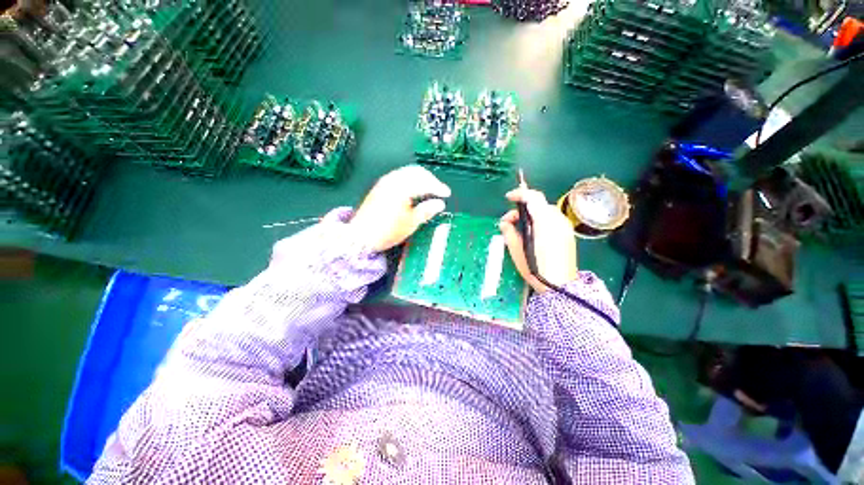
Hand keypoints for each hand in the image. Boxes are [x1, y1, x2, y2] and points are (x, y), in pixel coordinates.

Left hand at [351, 165, 450, 251]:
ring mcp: (385, 182)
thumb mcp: (411, 223)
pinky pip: (399, 176)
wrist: (360, 236)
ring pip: (407, 172)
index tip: (447, 194)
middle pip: (417, 172)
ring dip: (420, 178)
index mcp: (402, 188)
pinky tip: (413, 190)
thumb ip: (427, 210)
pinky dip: (410, 180)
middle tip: (439, 191)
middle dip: (430, 179)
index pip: (425, 182)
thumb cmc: (387, 231)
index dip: (438, 187)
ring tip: (428, 190)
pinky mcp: (380, 186)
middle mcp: (393, 180)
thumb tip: (440, 204)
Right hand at [499, 188, 577, 292]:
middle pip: (538, 204)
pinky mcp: (567, 234)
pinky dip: (540, 221)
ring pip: (545, 212)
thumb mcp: (516, 251)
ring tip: (520, 231)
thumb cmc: (536, 268)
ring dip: (531, 215)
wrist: (560, 286)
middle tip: (510, 223)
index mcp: (544, 222)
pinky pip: (552, 220)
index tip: (508, 198)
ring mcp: (565, 227)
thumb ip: (509, 232)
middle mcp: (557, 220)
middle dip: (522, 209)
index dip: (519, 194)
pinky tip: (533, 234)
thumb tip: (505, 223)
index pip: (533, 197)